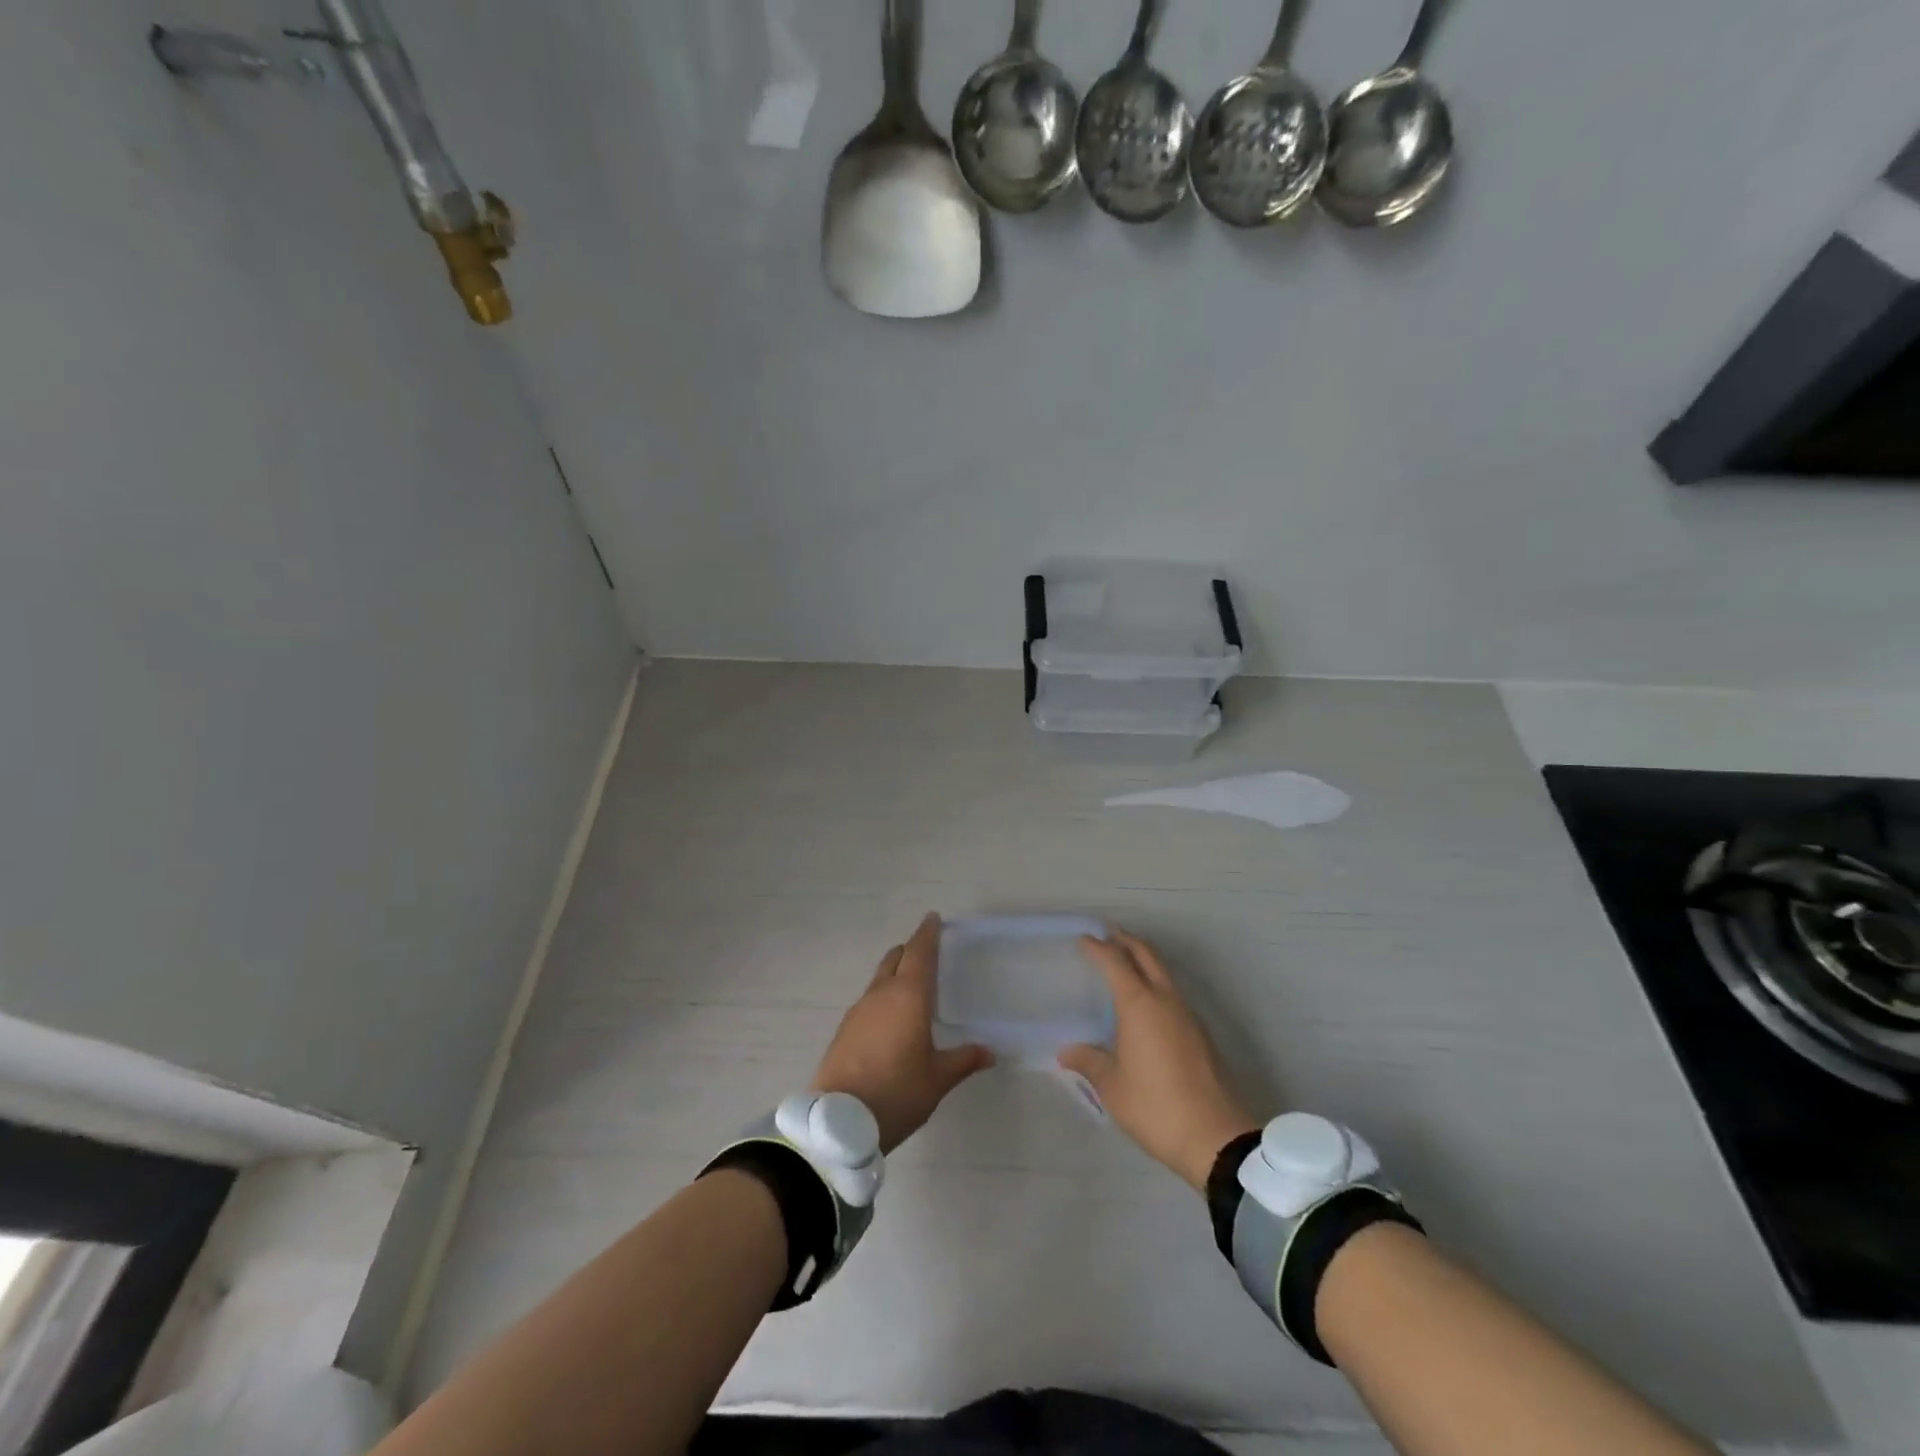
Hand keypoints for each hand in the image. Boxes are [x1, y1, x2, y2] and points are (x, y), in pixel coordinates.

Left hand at [812, 914, 992, 1152]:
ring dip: (894, 973)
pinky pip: (868, 1001)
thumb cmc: (897, 1091)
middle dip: (910, 950)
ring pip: (879, 979)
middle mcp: (881, 994)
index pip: (920, 952)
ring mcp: (858, 1010)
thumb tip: (989, 1052)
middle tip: (925, 951)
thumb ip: (963, 1060)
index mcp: (909, 996)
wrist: (839, 1121)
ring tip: (910, 986)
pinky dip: (882, 998)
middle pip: (895, 959)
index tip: (933, 918)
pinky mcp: (844, 1030)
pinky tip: (889, 1019)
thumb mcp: (938, 1079)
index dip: (928, 933)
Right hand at [1059, 931, 1261, 1191]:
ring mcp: (1187, 1015)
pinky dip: (1155, 984)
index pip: (1115, 962)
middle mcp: (1165, 1000)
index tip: (1083, 938)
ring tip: (1124, 964)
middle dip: (1126, 940)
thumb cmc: (1155, 1106)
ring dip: (1143, 961)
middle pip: (1146, 955)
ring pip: (1163, 973)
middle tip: (1107, 934)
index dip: (1097, 947)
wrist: (1215, 1136)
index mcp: (1139, 1005)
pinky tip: (1145, 1004)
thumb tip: (1067, 1051)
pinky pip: (1172, 994)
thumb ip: (1089, 1062)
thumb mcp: (1112, 1087)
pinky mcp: (1200, 1034)